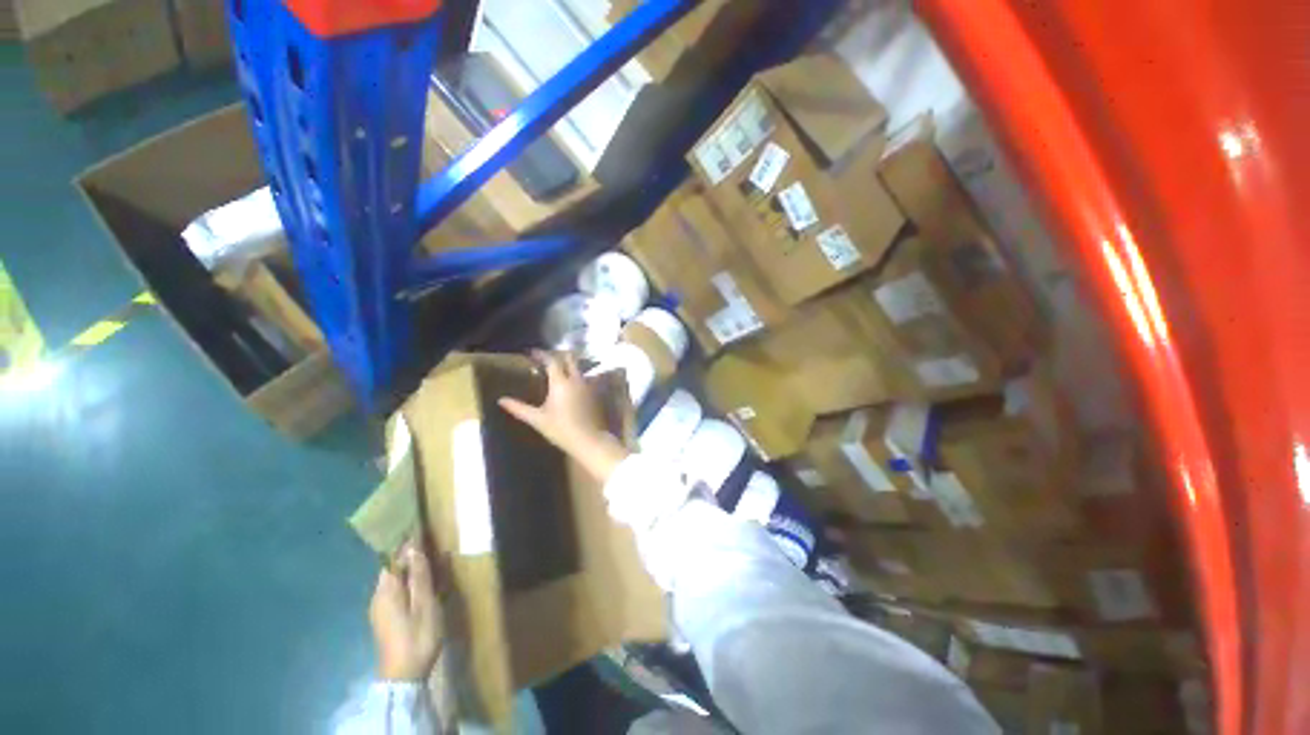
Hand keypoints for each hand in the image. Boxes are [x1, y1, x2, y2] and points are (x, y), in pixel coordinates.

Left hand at [370, 541, 442, 680]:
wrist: (404, 675)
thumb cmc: (417, 635)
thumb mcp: (425, 603)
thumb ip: (419, 575)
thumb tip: (413, 547)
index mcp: (386, 589)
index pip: (392, 556)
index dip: (405, 541)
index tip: (419, 525)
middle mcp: (378, 595)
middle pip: (392, 566)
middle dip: (408, 553)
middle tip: (430, 540)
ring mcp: (380, 608)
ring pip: (394, 578)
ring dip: (409, 567)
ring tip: (430, 557)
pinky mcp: (386, 618)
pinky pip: (396, 589)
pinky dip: (408, 580)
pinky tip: (422, 581)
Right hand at [499, 350, 628, 482]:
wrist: (588, 439)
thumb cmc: (560, 429)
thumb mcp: (537, 419)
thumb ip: (519, 408)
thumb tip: (501, 400)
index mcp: (560, 382)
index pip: (551, 361)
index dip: (542, 354)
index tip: (532, 353)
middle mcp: (576, 379)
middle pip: (570, 358)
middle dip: (559, 355)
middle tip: (547, 359)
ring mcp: (588, 385)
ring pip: (579, 367)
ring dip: (569, 365)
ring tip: (559, 370)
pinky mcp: (594, 392)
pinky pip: (586, 377)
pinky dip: (577, 375)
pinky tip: (571, 384)